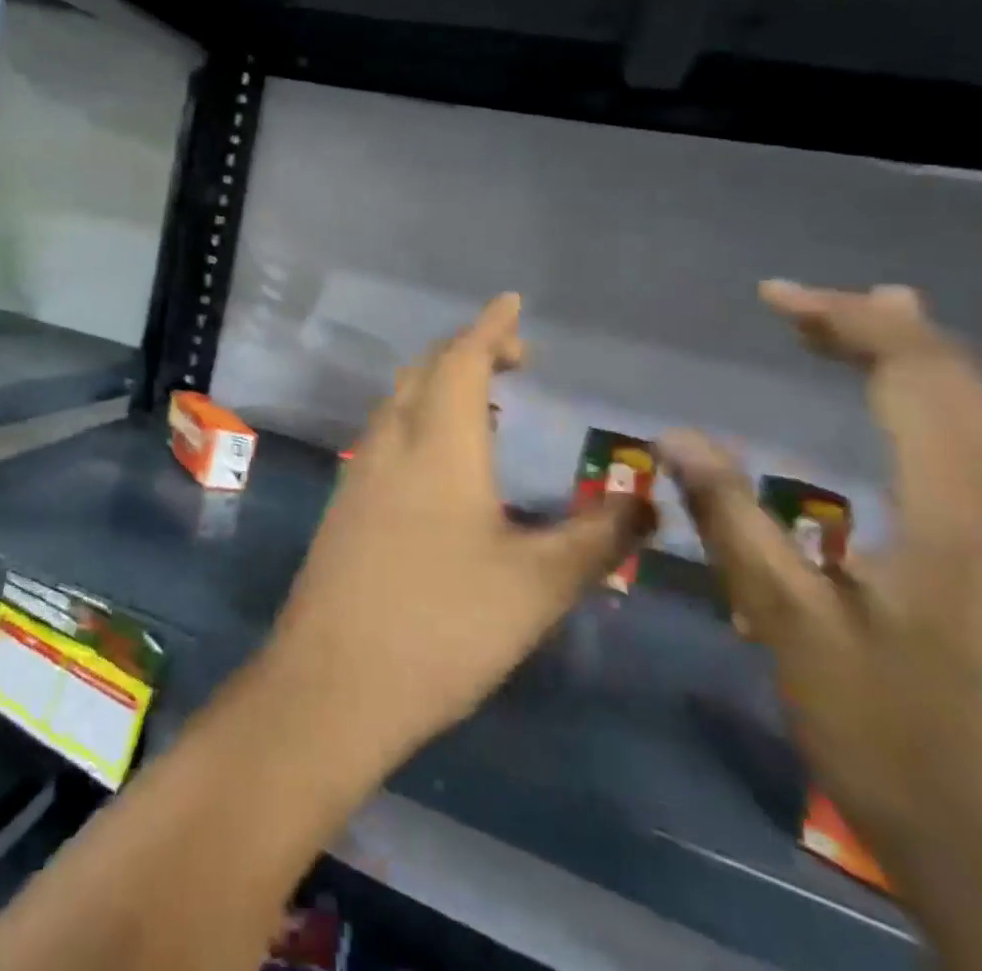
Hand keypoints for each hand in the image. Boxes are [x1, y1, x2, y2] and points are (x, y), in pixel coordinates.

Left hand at [260, 293, 654, 770]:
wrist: (334, 680)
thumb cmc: (444, 624)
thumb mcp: (538, 585)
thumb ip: (597, 538)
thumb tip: (647, 501)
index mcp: (438, 443)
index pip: (462, 359)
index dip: (489, 327)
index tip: (512, 302)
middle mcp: (392, 441)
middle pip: (425, 370)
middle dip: (467, 349)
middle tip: (513, 356)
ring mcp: (360, 471)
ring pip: (400, 400)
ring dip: (439, 383)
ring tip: (484, 398)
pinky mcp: (345, 503)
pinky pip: (386, 433)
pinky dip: (418, 417)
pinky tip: (440, 457)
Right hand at [662, 284, 981, 970]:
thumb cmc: (901, 751)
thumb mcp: (793, 631)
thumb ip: (732, 520)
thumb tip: (674, 435)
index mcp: (970, 518)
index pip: (918, 375)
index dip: (845, 321)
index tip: (771, 298)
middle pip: (965, 384)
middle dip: (880, 329)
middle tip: (801, 306)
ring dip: (923, 365)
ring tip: (865, 329)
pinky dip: (954, 411)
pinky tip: (924, 420)